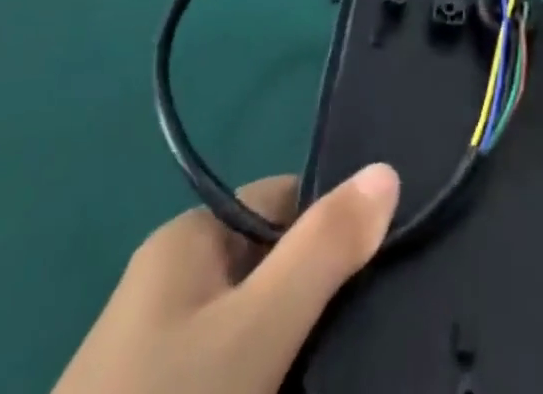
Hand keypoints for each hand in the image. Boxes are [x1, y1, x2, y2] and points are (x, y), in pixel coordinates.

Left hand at [53, 164, 399, 393]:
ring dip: (294, 351)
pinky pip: (227, 378)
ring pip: (252, 331)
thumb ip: (324, 249)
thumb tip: (386, 170)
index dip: (332, 228)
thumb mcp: (258, 329)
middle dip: (317, 298)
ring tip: (345, 375)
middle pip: (268, 266)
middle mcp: (170, 285)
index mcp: (188, 242)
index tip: (381, 270)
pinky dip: (264, 385)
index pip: (282, 202)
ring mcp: (156, 359)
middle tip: (370, 336)